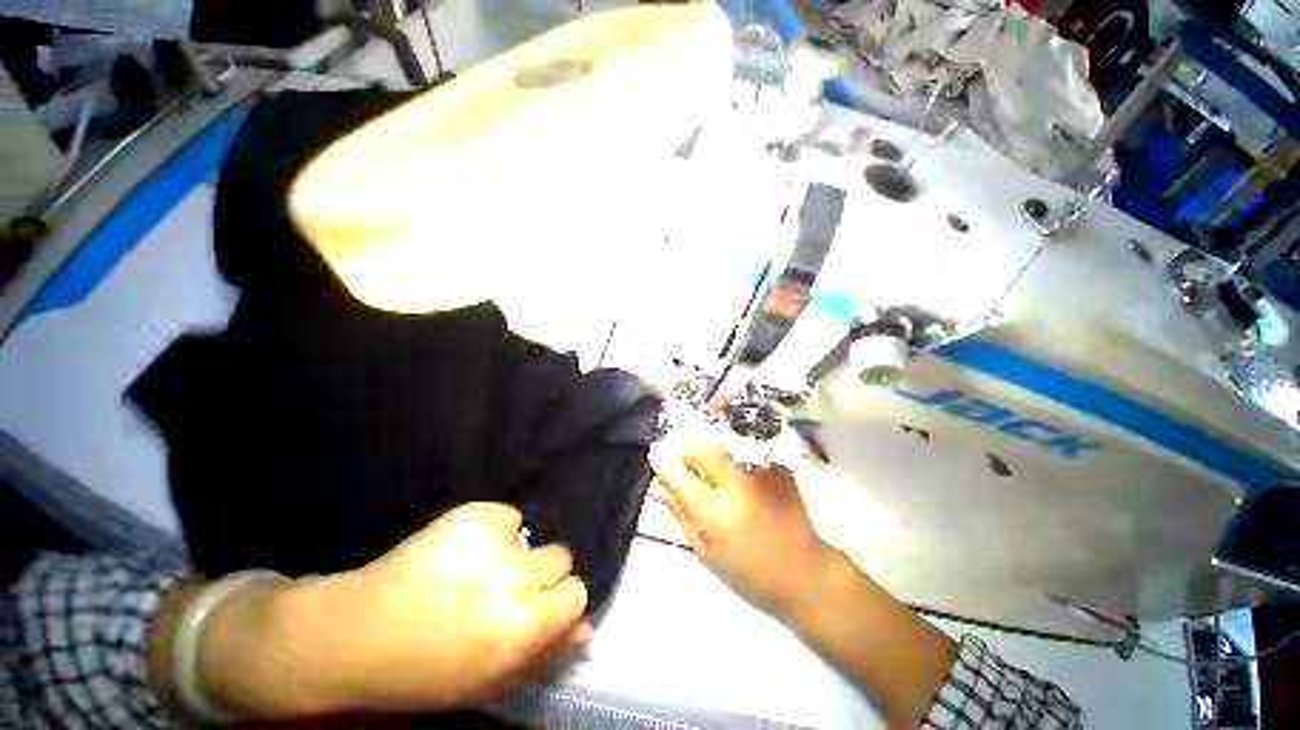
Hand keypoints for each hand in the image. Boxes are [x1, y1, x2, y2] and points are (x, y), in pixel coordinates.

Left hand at [196, 503, 590, 716]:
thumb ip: (543, 654)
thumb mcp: (489, 680)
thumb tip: (586, 630)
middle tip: (504, 588)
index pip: (576, 592)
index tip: (539, 606)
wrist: (354, 634)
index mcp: (521, 627)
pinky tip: (459, 552)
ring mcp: (491, 541)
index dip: (560, 600)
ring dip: (512, 553)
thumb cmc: (424, 671)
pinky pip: (505, 515)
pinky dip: (491, 530)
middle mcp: (514, 579)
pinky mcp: (471, 515)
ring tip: (473, 572)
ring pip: (531, 535)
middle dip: (540, 573)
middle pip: (560, 556)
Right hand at [649, 444, 830, 616]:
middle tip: (690, 470)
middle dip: (689, 453)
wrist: (805, 573)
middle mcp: (736, 484)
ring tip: (719, 480)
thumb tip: (657, 488)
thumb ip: (680, 514)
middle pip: (702, 449)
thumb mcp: (707, 551)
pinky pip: (746, 455)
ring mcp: (759, 472)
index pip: (679, 475)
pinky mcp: (777, 468)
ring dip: (712, 459)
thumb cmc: (750, 572)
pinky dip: (737, 465)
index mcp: (714, 511)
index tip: (654, 453)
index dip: (663, 462)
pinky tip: (745, 485)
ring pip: (723, 448)